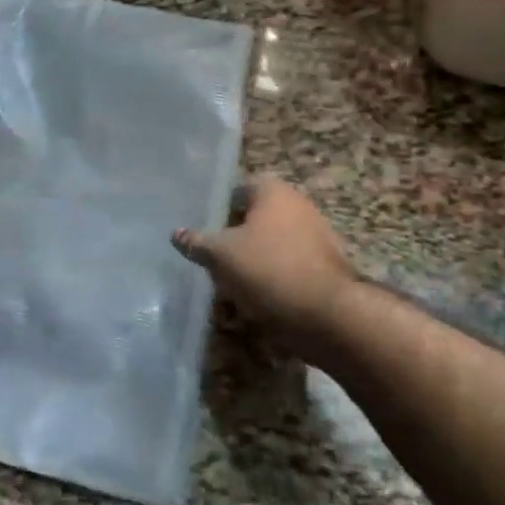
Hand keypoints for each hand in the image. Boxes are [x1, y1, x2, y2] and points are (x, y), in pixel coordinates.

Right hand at [172, 177, 355, 354]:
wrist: (328, 315)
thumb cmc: (268, 269)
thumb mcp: (221, 255)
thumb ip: (197, 242)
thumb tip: (176, 233)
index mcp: (273, 191)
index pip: (237, 190)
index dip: (217, 210)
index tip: (203, 233)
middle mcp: (297, 205)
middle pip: (254, 219)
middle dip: (233, 242)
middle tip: (213, 263)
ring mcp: (315, 236)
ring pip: (270, 247)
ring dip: (250, 265)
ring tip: (229, 291)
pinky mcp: (324, 267)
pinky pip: (287, 269)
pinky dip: (271, 283)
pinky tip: (255, 306)